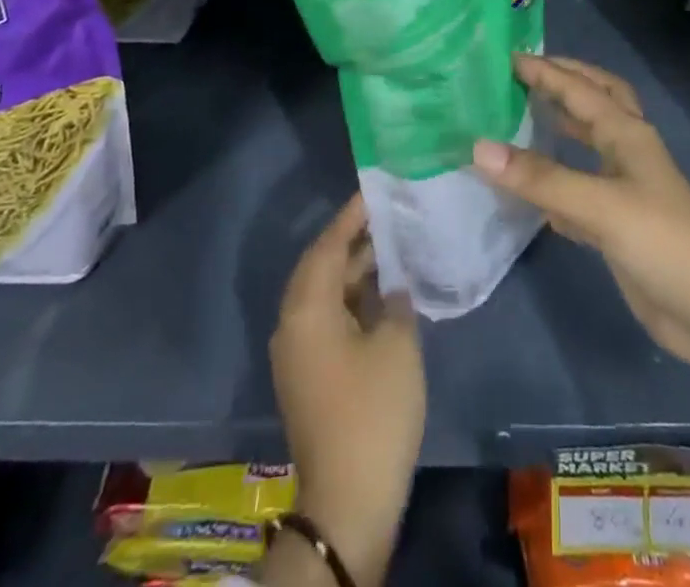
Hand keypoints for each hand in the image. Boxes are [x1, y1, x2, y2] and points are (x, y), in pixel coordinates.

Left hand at [270, 194, 424, 586]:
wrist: (348, 501)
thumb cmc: (373, 412)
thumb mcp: (397, 345)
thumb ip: (396, 300)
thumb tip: (393, 286)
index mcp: (307, 308)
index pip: (329, 244)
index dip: (353, 215)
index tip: (376, 189)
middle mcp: (292, 323)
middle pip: (322, 265)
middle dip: (354, 239)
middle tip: (389, 214)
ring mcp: (297, 352)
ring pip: (325, 293)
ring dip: (355, 270)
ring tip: (392, 245)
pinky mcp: (308, 375)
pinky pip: (327, 318)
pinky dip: (351, 299)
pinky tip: (384, 294)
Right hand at [473, 54, 689, 369]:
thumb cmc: (661, 243)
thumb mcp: (599, 205)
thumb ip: (540, 177)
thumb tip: (478, 147)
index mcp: (628, 134)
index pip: (580, 89)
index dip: (545, 71)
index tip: (507, 57)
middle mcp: (627, 151)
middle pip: (597, 101)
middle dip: (566, 80)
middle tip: (526, 72)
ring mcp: (625, 188)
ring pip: (590, 140)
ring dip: (563, 122)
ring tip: (526, 112)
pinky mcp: (618, 222)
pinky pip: (581, 184)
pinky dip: (559, 175)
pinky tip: (534, 185)